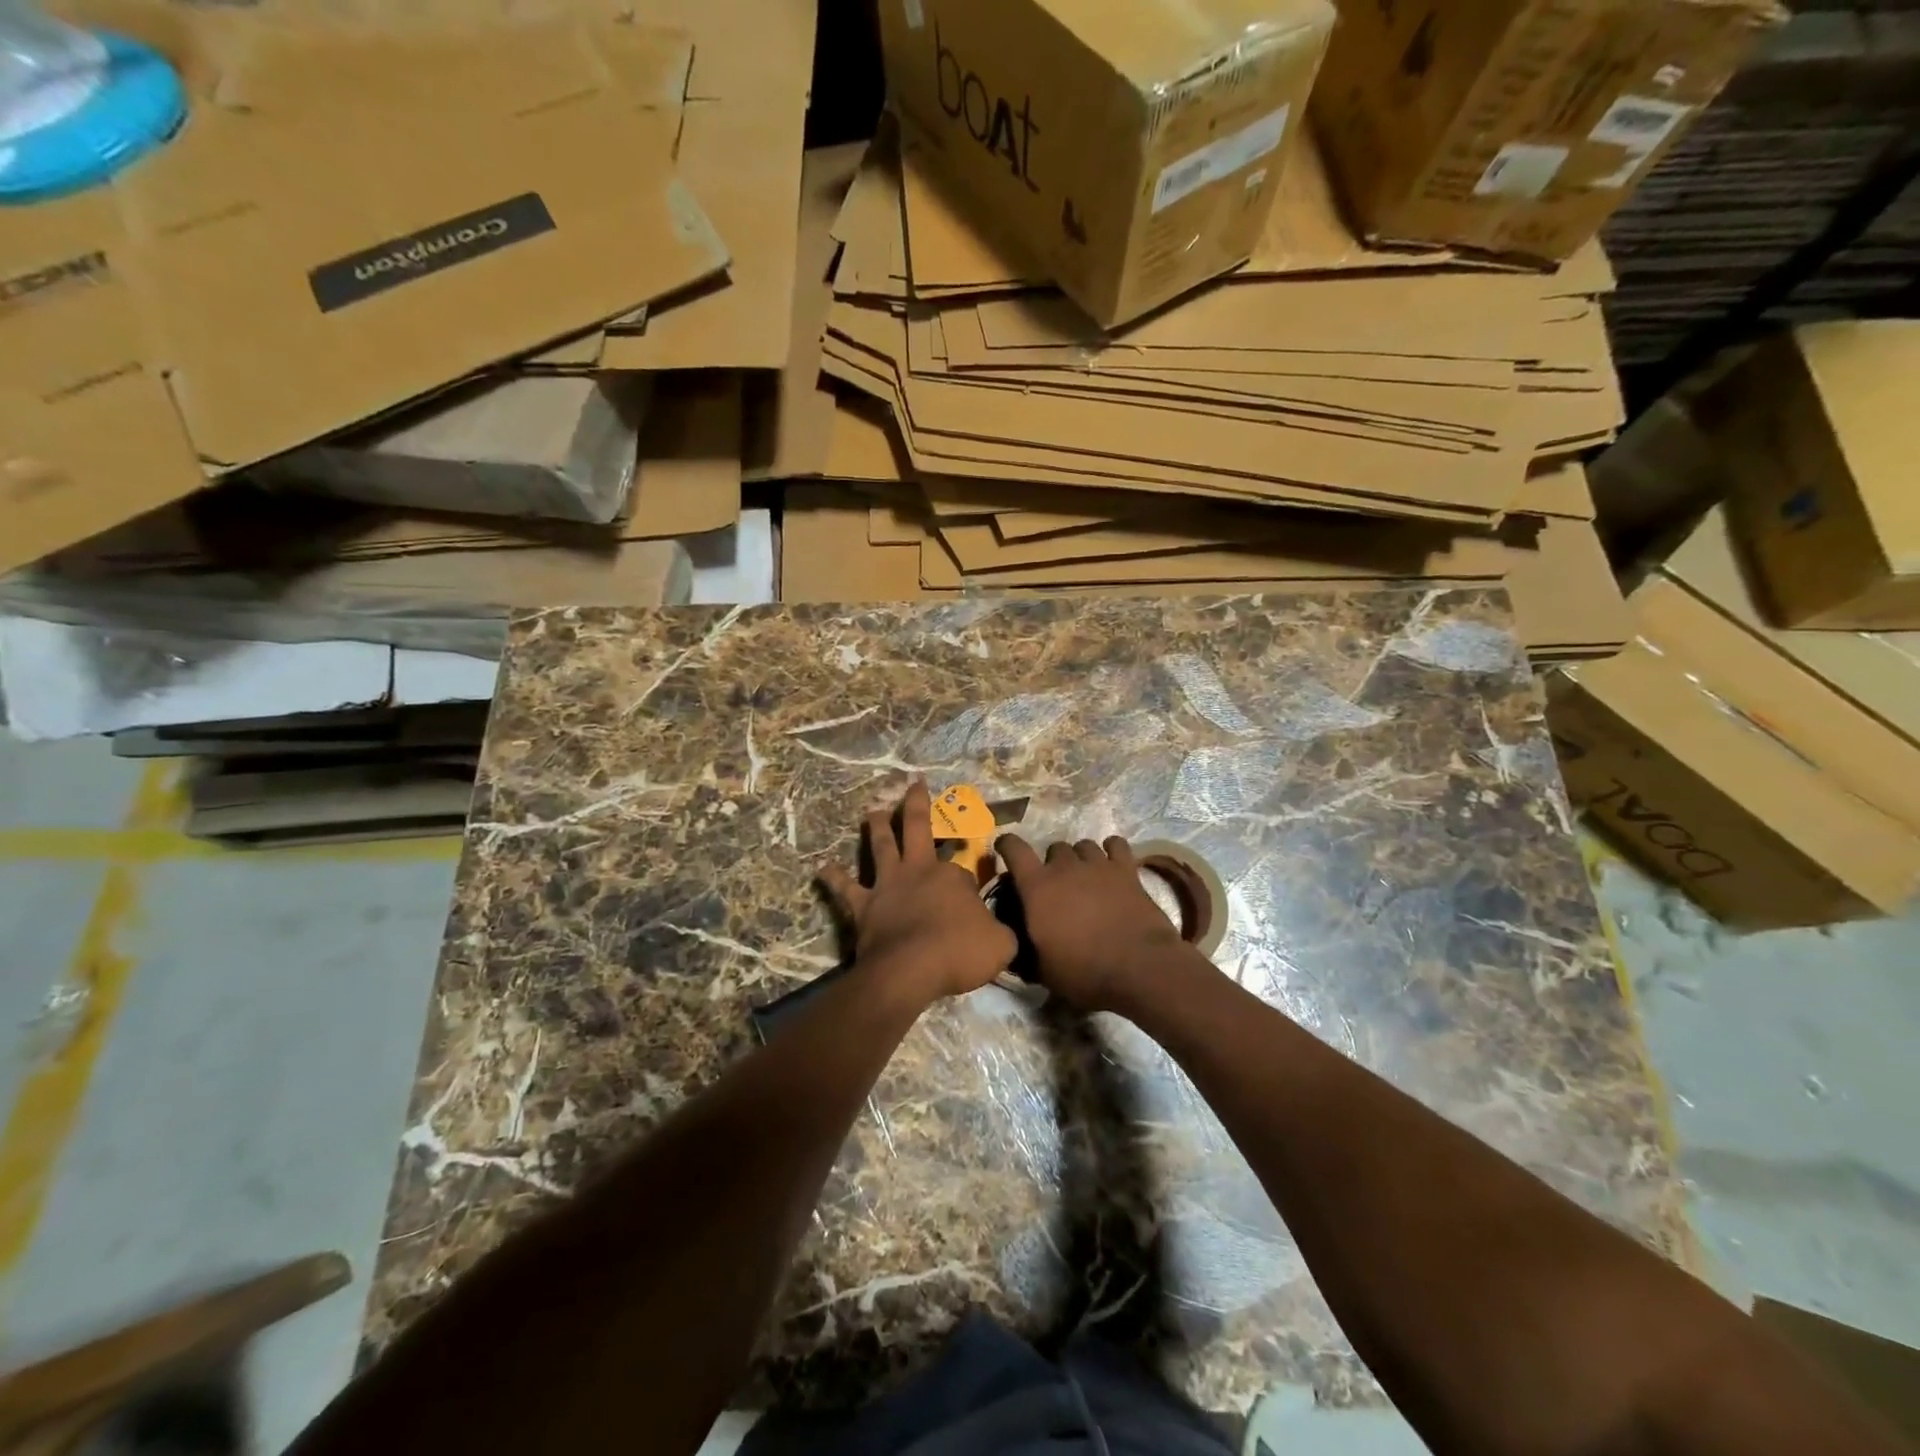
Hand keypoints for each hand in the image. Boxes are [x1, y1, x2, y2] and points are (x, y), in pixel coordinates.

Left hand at [818, 780, 1016, 1001]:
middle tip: (913, 783)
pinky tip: (822, 868)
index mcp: (952, 876)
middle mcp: (918, 871)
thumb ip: (1002, 931)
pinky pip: (845, 888)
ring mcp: (888, 885)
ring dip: (876, 827)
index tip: (974, 892)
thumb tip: (1001, 929)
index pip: (963, 868)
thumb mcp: (1001, 944)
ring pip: (881, 846)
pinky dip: (834, 877)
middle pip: (917, 828)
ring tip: (872, 810)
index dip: (969, 877)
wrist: (910, 971)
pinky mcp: (863, 906)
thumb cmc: (958, 954)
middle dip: (917, 804)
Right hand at [994, 834, 1189, 1012]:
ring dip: (1081, 857)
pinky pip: (1116, 845)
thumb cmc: (1084, 972)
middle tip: (1058, 886)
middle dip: (1053, 863)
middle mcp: (1064, 867)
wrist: (1139, 968)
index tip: (1005, 849)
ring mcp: (1097, 865)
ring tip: (1086, 876)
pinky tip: (1112, 863)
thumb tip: (1021, 944)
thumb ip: (1028, 948)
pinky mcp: (1126, 869)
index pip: (1014, 849)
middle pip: (1054, 848)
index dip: (1007, 845)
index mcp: (1037, 887)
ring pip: (1083, 845)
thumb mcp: (1043, 970)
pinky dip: (1111, 850)